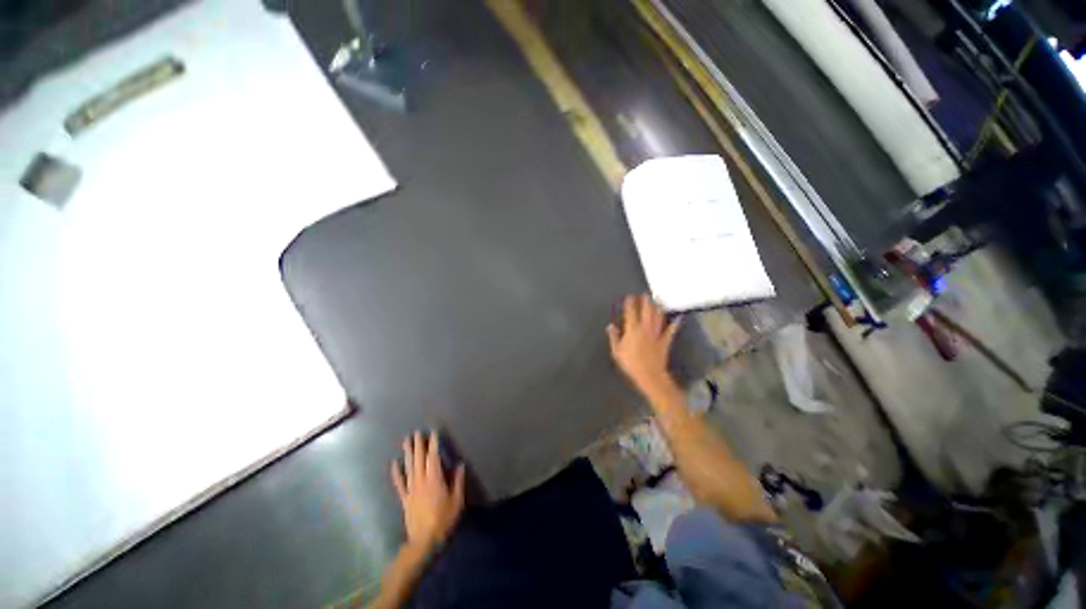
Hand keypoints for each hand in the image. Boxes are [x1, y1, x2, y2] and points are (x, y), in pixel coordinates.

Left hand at [391, 431, 465, 551]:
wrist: (424, 541)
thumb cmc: (443, 519)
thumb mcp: (457, 500)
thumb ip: (458, 481)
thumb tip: (460, 464)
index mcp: (435, 479)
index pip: (433, 457)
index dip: (433, 444)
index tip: (432, 432)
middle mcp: (421, 481)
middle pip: (419, 459)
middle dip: (419, 445)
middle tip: (416, 432)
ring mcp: (411, 490)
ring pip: (409, 468)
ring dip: (408, 453)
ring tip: (406, 441)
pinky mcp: (405, 499)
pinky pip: (399, 484)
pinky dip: (396, 473)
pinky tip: (394, 463)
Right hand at [607, 294, 680, 395]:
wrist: (649, 374)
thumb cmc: (630, 363)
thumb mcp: (617, 351)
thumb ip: (614, 337)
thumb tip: (610, 326)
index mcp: (632, 329)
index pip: (631, 313)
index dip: (630, 303)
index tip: (629, 296)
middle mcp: (645, 328)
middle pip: (646, 311)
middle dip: (645, 302)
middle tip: (644, 294)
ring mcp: (656, 334)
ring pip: (657, 318)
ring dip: (657, 308)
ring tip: (656, 302)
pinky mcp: (665, 341)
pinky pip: (671, 331)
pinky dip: (675, 324)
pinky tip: (678, 318)